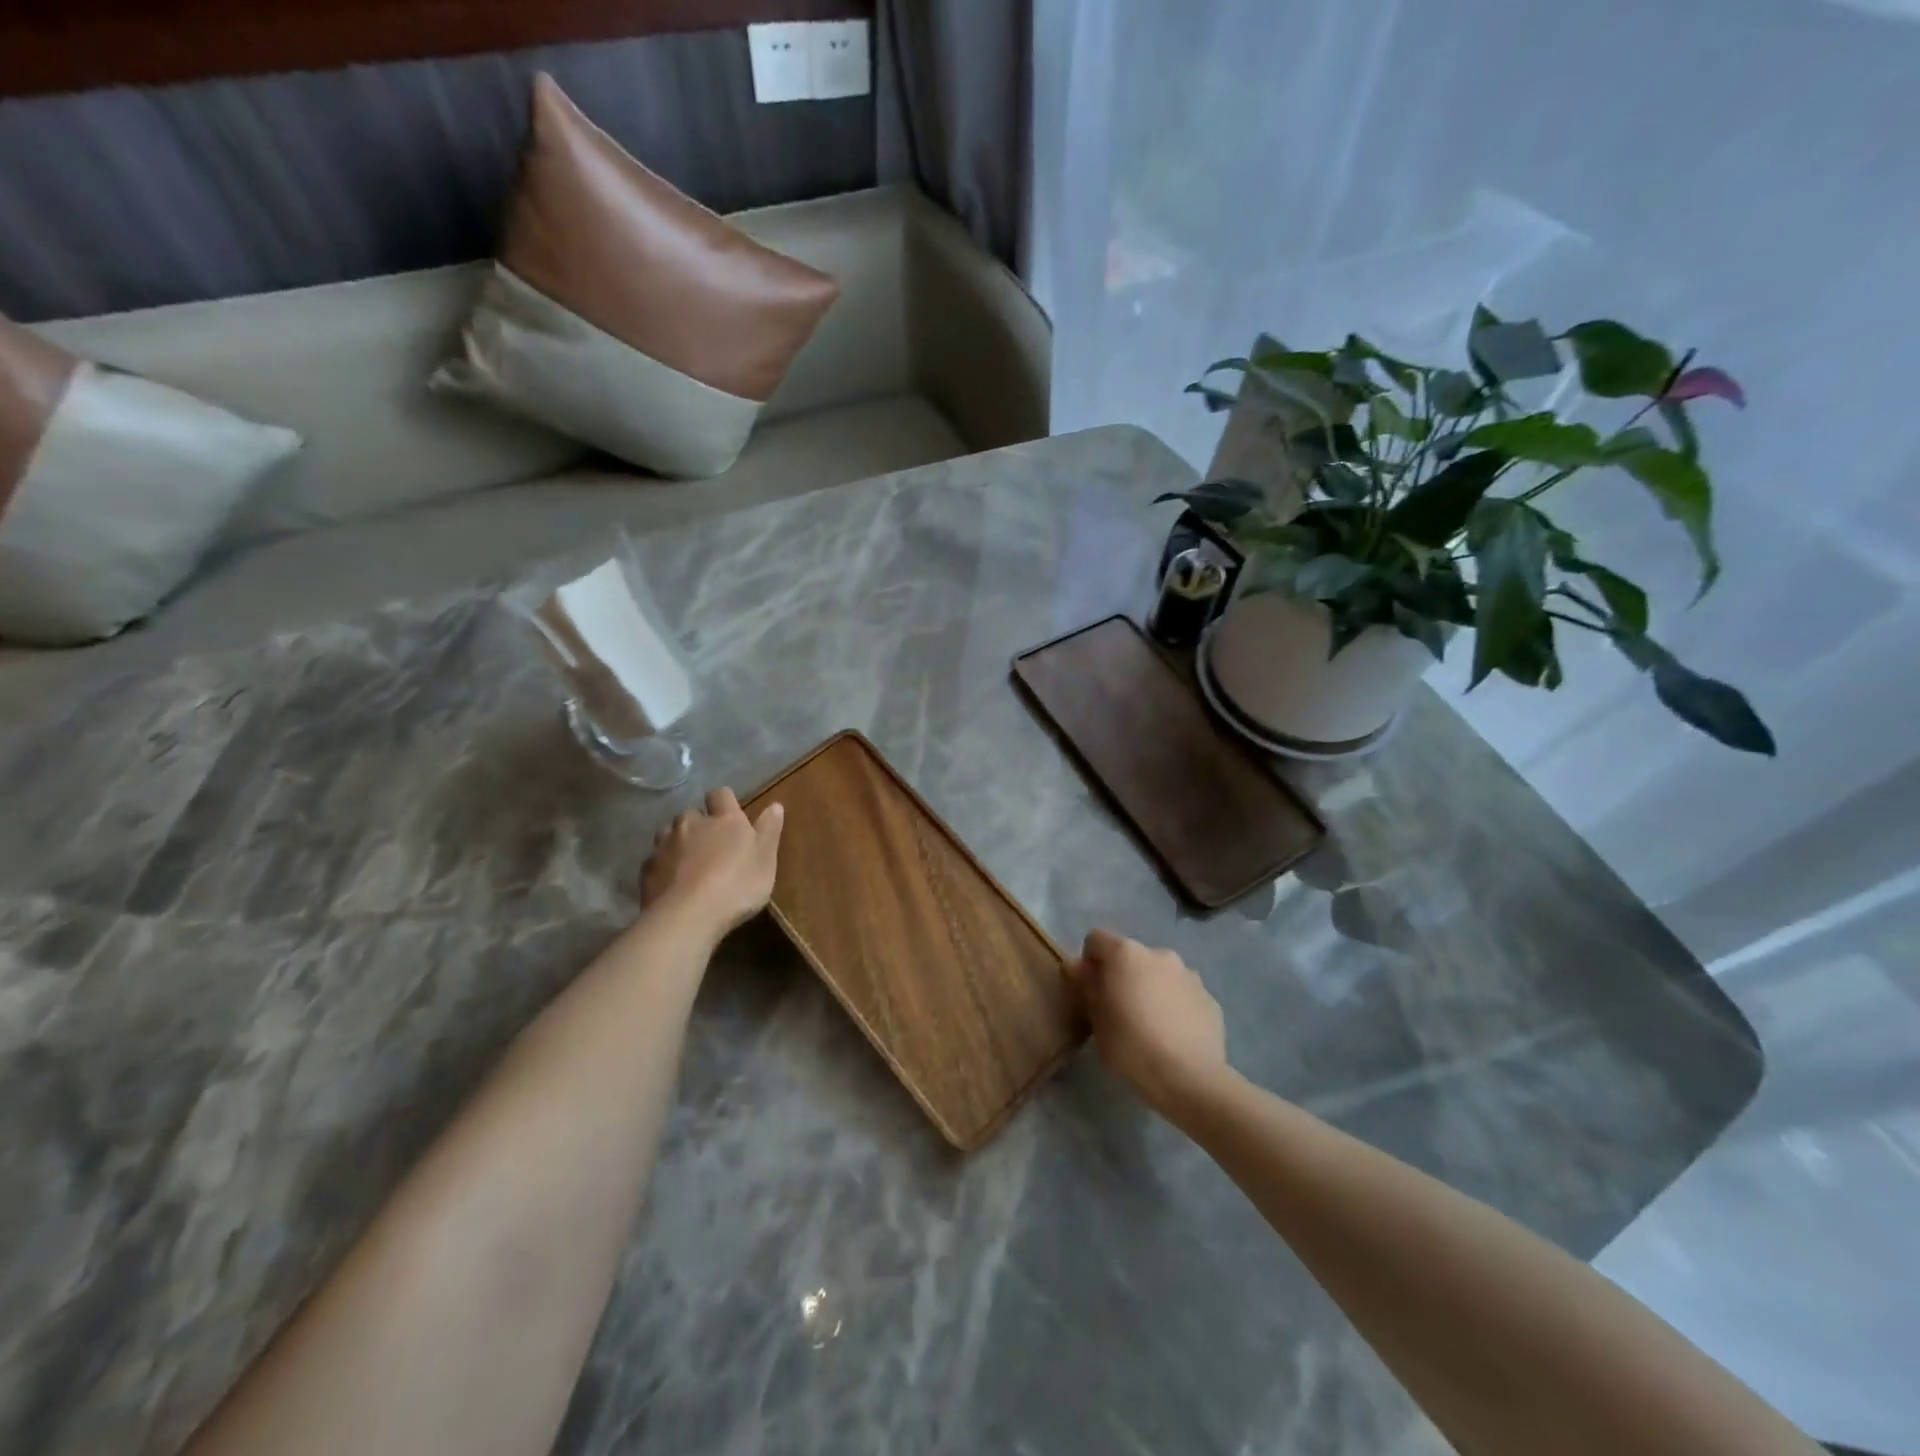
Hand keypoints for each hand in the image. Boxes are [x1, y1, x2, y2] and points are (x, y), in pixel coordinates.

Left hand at [642, 788, 784, 936]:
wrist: (688, 916)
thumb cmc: (737, 886)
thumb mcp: (765, 860)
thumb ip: (769, 830)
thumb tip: (775, 805)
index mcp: (724, 819)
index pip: (721, 794)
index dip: (724, 801)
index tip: (729, 814)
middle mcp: (691, 824)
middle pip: (691, 814)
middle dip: (698, 825)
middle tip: (709, 846)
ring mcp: (665, 845)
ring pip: (669, 834)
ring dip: (678, 843)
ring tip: (687, 864)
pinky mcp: (646, 869)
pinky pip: (655, 860)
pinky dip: (663, 867)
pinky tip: (671, 885)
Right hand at [1065, 930, 1230, 1116]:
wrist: (1190, 1078)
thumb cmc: (1131, 1046)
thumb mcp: (1096, 1019)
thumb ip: (1086, 985)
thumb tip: (1077, 965)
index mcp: (1126, 953)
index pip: (1096, 938)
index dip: (1089, 960)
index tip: (1090, 990)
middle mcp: (1159, 953)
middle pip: (1131, 956)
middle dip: (1123, 975)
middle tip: (1119, 1010)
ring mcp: (1189, 974)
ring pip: (1160, 973)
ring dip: (1151, 988)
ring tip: (1150, 1025)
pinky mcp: (1209, 998)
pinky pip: (1183, 994)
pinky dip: (1175, 1005)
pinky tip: (1174, 1036)